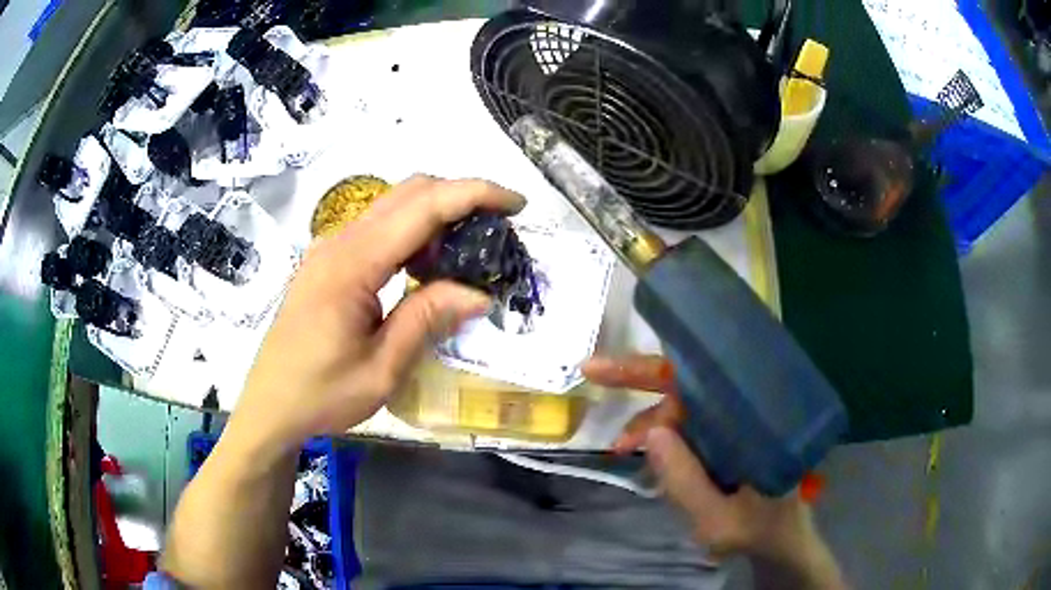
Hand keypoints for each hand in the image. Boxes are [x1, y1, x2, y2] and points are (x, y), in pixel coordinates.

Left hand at [231, 176, 524, 453]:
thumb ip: (427, 319)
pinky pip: (378, 230)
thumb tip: (480, 293)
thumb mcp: (382, 369)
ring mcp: (330, 249)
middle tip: (497, 230)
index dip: (474, 194)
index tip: (516, 203)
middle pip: (409, 193)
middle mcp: (339, 242)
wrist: (270, 406)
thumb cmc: (321, 395)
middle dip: (460, 198)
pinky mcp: (328, 261)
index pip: (423, 207)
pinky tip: (427, 268)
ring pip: (393, 207)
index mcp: (352, 265)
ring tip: (469, 253)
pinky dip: (413, 234)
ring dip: (437, 216)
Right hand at [584, 356, 841, 575]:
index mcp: (758, 418)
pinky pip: (691, 424)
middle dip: (640, 376)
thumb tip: (650, 433)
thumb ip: (686, 483)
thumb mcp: (720, 521)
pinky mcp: (730, 436)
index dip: (659, 367)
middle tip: (592, 371)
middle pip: (691, 379)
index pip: (707, 375)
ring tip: (621, 446)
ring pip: (686, 403)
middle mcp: (750, 408)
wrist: (783, 541)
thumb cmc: (760, 530)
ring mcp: (739, 421)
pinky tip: (644, 448)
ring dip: (650, 419)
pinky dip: (663, 434)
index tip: (615, 364)